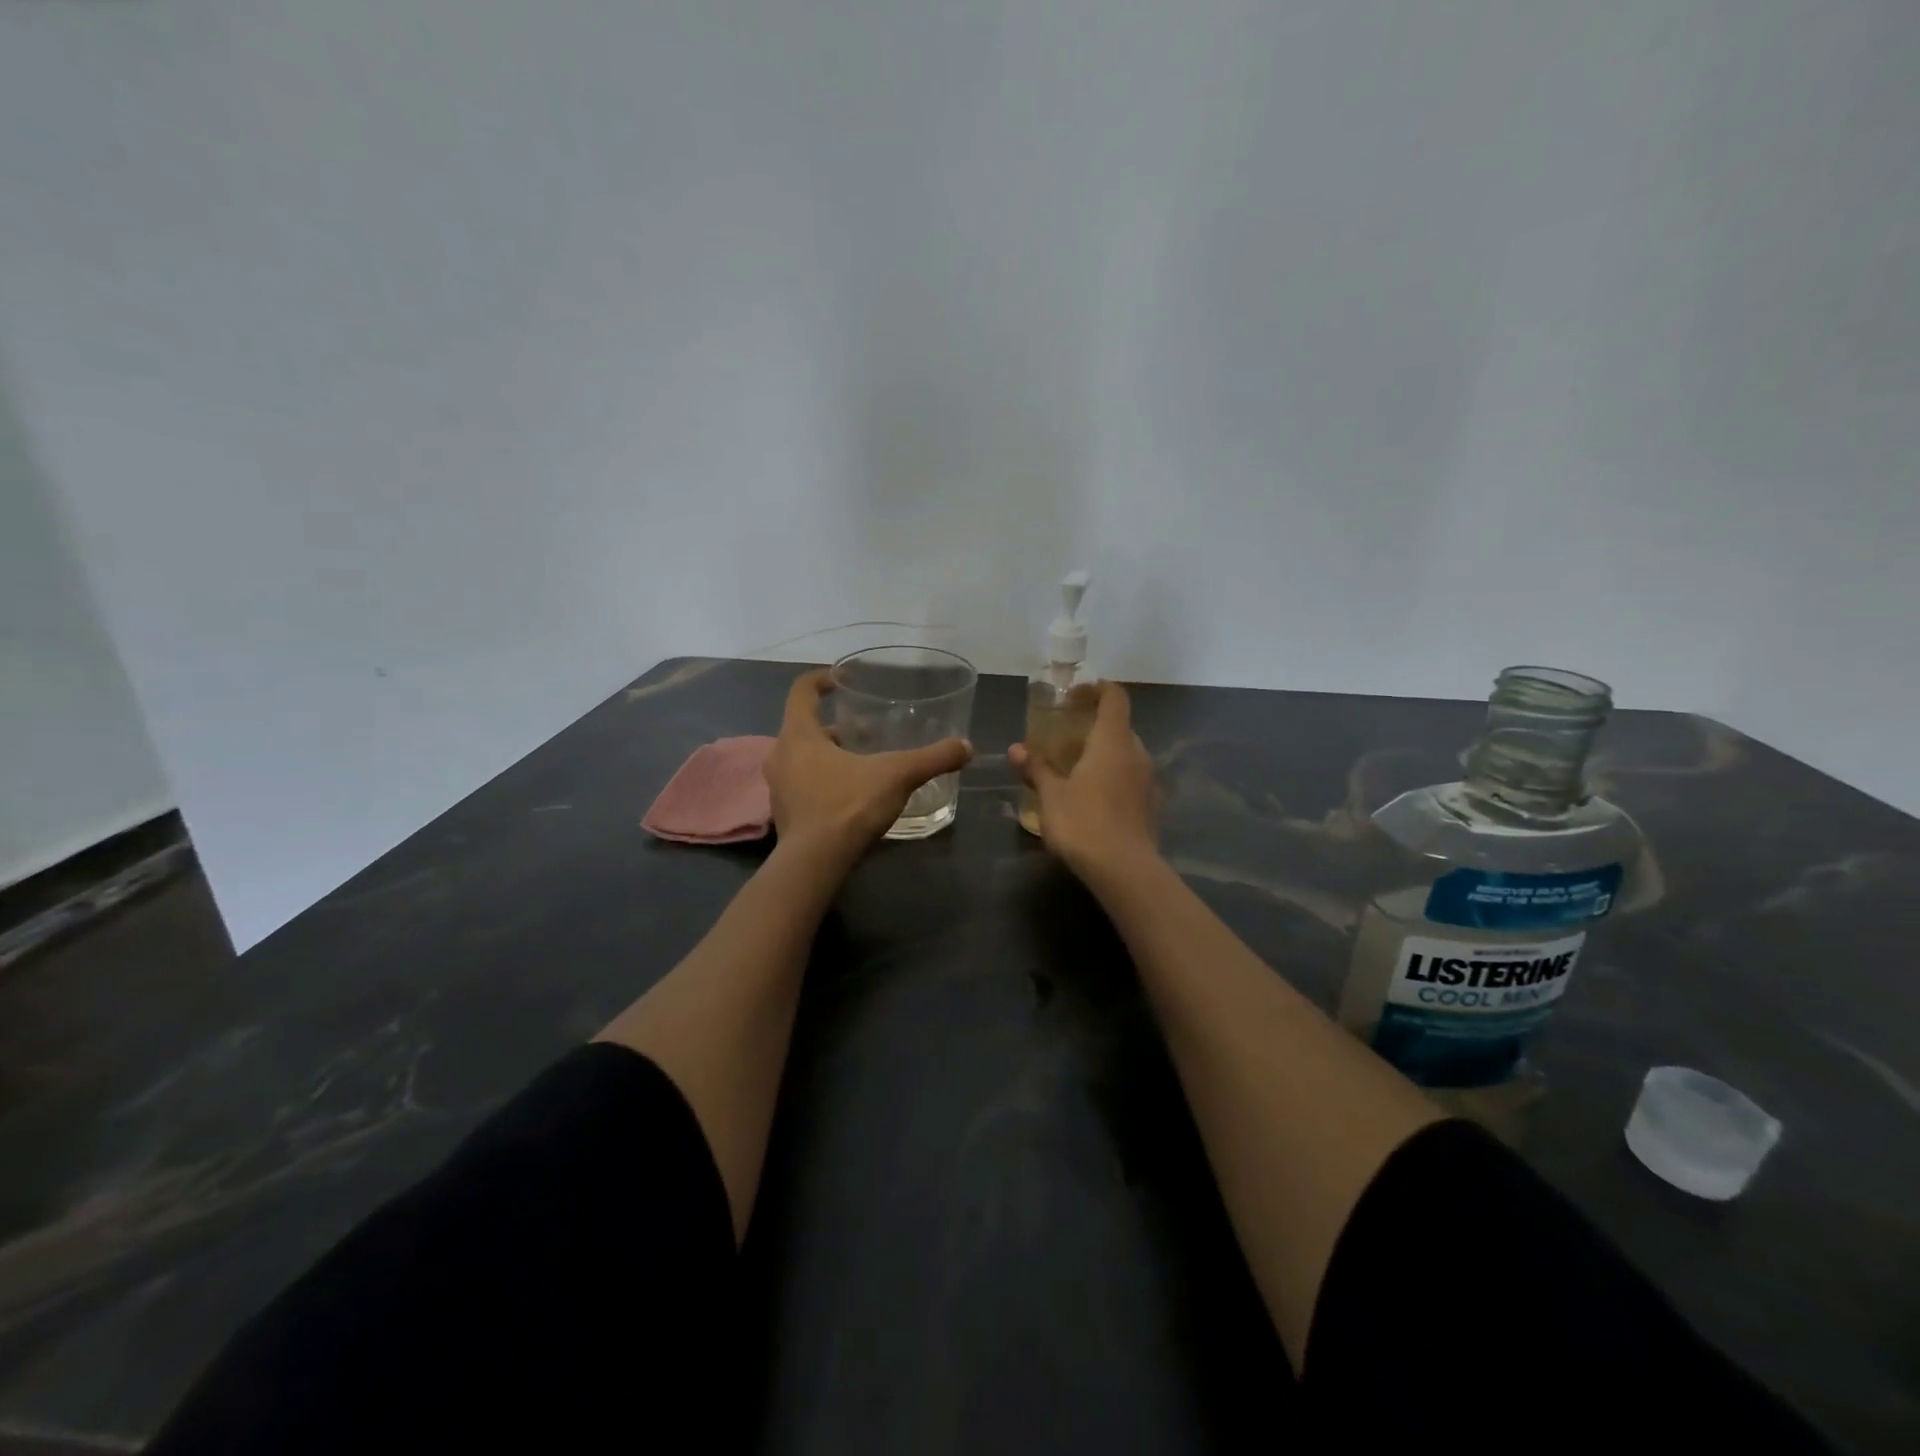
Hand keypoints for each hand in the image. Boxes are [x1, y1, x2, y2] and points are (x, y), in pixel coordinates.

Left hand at [767, 669, 972, 866]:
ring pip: (802, 757)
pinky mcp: (784, 813)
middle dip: (834, 725)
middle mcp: (781, 754)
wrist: (815, 863)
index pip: (801, 690)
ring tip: (862, 761)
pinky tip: (851, 794)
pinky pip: (802, 784)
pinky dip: (823, 780)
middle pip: (804, 726)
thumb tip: (966, 747)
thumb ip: (933, 758)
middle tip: (865, 730)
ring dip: (828, 754)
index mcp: (799, 733)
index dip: (821, 679)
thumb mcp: (898, 775)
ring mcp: (778, 786)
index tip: (843, 680)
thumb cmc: (849, 805)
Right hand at [1009, 681, 1159, 882]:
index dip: (1096, 689)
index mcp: (1113, 741)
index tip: (1073, 696)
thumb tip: (1016, 748)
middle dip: (1094, 727)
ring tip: (1076, 771)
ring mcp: (1149, 780)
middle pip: (1120, 726)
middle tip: (1066, 739)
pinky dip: (1114, 779)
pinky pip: (1132, 780)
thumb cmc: (1083, 822)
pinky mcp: (1152, 806)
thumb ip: (1036, 768)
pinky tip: (1094, 800)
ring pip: (1127, 755)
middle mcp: (1137, 753)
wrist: (1125, 870)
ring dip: (1104, 755)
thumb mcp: (1051, 795)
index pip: (1114, 697)